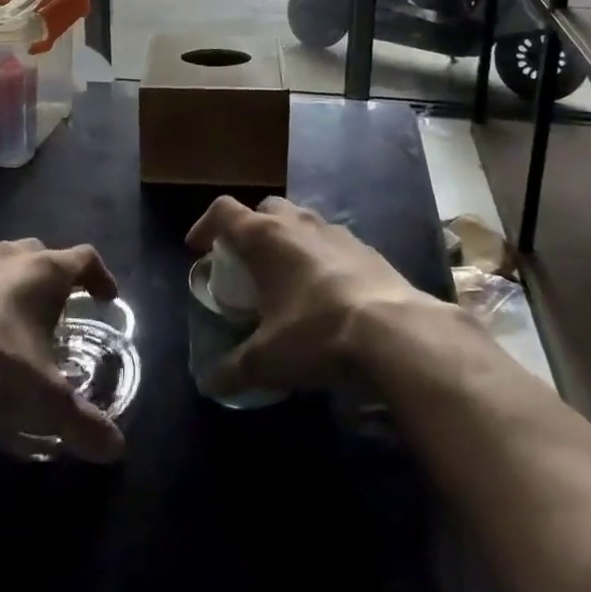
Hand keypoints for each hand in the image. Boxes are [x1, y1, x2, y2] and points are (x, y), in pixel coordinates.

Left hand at [0, 239, 125, 462]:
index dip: (99, 276)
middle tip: (53, 308)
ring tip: (6, 317)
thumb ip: (84, 423)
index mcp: (44, 272)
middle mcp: (7, 257)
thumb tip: (115, 450)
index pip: (84, 259)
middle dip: (49, 275)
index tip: (106, 297)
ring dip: (6, 282)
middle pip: (38, 252)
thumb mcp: (48, 402)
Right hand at [186, 196, 441, 396]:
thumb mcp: (266, 360)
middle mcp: (298, 223)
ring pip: (301, 221)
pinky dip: (319, 257)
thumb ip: (232, 369)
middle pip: (265, 208)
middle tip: (244, 262)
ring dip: (287, 240)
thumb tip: (210, 382)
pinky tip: (324, 291)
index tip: (197, 247)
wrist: (393, 330)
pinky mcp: (366, 248)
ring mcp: (335, 231)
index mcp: (265, 237)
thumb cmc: (316, 333)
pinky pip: (331, 242)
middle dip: (250, 229)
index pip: (224, 211)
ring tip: (284, 277)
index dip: (205, 224)